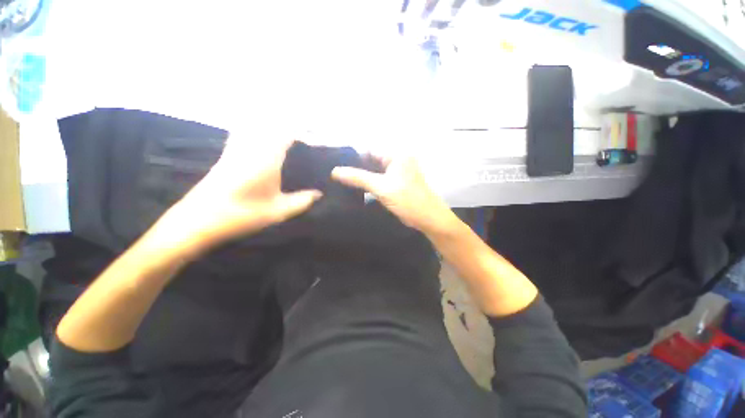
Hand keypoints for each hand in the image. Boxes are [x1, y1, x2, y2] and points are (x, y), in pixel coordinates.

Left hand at [150, 137, 321, 255]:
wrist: (198, 220)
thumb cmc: (242, 215)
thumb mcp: (278, 211)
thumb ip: (302, 201)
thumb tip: (318, 194)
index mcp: (266, 158)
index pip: (286, 133)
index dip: (302, 131)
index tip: (315, 137)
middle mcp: (250, 147)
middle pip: (271, 123)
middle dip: (290, 126)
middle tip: (304, 137)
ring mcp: (236, 149)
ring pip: (254, 124)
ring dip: (272, 125)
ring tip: (287, 137)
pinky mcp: (226, 154)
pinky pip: (242, 132)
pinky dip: (254, 129)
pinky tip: (262, 140)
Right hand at [331, 154, 455, 234]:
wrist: (428, 219)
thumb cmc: (407, 200)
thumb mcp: (381, 187)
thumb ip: (358, 178)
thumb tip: (334, 171)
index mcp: (396, 155)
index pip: (369, 150)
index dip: (353, 157)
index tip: (336, 166)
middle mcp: (397, 160)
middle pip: (371, 160)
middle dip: (356, 168)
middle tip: (337, 176)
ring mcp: (398, 172)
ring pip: (375, 171)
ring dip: (362, 177)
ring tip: (342, 182)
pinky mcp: (397, 183)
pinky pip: (379, 179)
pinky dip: (369, 183)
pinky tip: (356, 189)